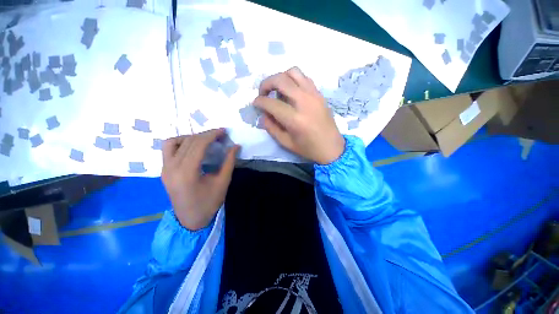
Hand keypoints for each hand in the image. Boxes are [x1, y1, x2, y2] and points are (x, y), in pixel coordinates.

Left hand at [161, 129, 239, 229]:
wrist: (190, 220)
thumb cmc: (209, 203)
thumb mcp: (223, 182)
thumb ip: (229, 162)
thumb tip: (236, 146)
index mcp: (187, 173)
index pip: (198, 144)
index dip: (212, 135)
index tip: (223, 131)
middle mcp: (172, 168)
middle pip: (188, 141)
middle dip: (205, 135)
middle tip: (220, 135)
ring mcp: (164, 169)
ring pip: (174, 142)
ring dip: (191, 137)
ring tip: (205, 140)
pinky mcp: (163, 170)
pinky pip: (168, 149)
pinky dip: (180, 143)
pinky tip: (192, 147)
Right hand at [253, 67, 344, 164]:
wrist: (332, 148)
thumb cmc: (308, 149)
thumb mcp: (286, 143)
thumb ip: (271, 128)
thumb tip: (263, 114)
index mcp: (294, 119)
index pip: (271, 103)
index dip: (259, 101)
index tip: (255, 104)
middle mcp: (304, 102)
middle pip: (280, 80)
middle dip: (266, 83)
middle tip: (263, 93)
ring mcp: (314, 95)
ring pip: (293, 72)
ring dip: (281, 78)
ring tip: (277, 90)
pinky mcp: (319, 94)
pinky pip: (304, 78)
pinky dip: (293, 80)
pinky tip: (291, 92)